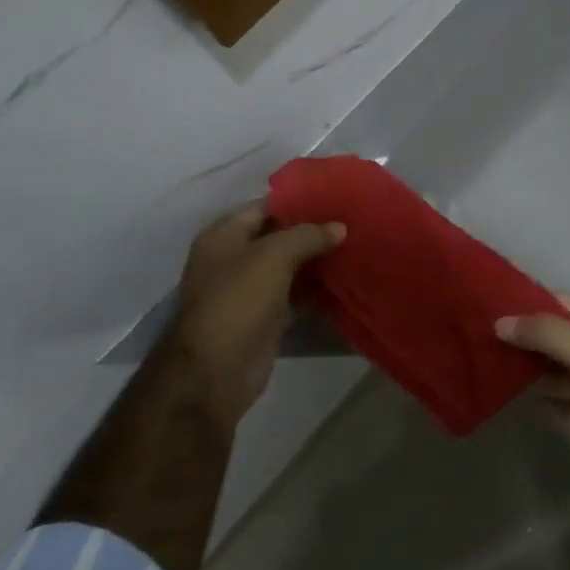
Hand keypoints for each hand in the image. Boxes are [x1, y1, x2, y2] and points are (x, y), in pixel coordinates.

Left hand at [174, 203, 343, 431]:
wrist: (217, 372)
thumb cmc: (238, 301)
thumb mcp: (274, 256)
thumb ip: (307, 235)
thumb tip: (340, 227)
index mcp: (223, 236)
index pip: (263, 206)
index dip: (296, 201)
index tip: (334, 197)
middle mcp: (232, 259)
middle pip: (276, 235)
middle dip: (310, 230)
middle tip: (350, 221)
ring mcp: (247, 290)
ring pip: (287, 265)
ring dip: (315, 259)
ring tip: (352, 245)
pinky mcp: (264, 316)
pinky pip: (293, 292)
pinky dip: (314, 287)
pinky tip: (342, 278)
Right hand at [497, 295, 569, 515]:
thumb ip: (548, 334)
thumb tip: (501, 322)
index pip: (561, 303)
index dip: (527, 302)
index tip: (486, 303)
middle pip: (556, 336)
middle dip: (523, 336)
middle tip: (475, 336)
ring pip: (556, 370)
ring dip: (527, 368)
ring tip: (484, 364)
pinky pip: (561, 401)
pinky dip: (540, 398)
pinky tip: (510, 397)